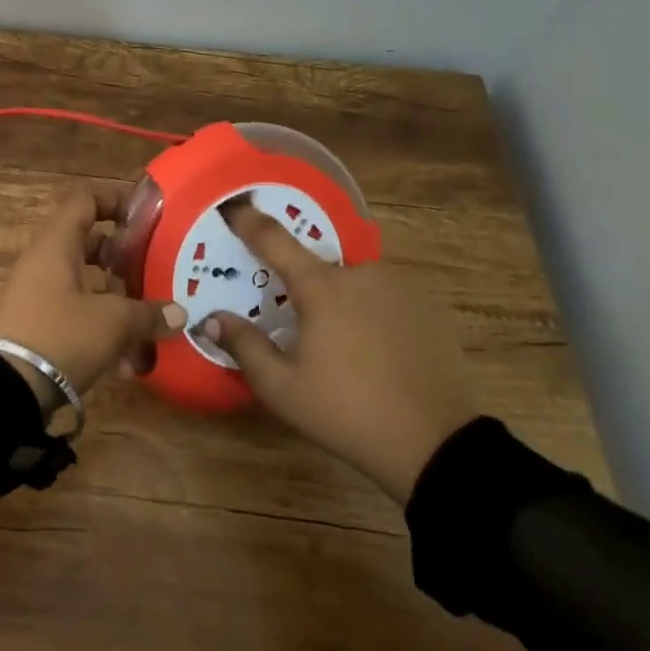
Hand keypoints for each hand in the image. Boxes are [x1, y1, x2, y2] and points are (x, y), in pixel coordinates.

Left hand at [0, 185, 184, 412]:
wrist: (1, 390)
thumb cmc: (59, 336)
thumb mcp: (112, 323)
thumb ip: (148, 313)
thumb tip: (179, 313)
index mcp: (57, 245)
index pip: (85, 200)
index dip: (115, 200)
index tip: (146, 217)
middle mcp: (44, 262)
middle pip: (87, 244)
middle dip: (123, 257)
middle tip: (153, 270)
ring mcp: (36, 295)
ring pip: (84, 284)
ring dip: (116, 300)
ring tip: (148, 324)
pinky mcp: (35, 326)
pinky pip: (74, 315)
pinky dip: (100, 329)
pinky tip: (127, 364)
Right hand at [202, 198, 478, 501]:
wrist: (437, 445)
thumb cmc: (347, 413)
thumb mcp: (282, 389)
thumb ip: (244, 346)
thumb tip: (212, 319)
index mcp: (321, 287)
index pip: (274, 240)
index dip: (248, 220)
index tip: (232, 205)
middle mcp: (359, 273)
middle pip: (317, 267)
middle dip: (301, 286)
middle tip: (296, 321)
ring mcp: (398, 286)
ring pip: (352, 282)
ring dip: (339, 300)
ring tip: (340, 345)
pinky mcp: (426, 306)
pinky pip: (384, 297)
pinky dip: (370, 311)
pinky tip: (374, 349)